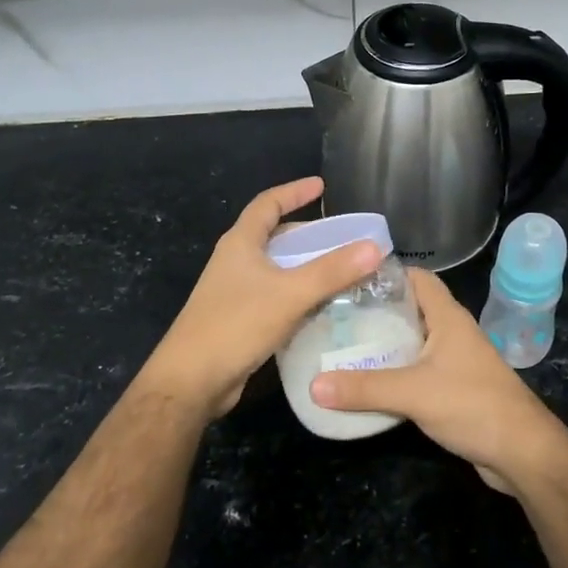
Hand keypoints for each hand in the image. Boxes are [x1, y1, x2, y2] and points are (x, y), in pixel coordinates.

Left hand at [141, 177, 383, 421]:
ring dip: (305, 266)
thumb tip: (374, 246)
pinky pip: (275, 296)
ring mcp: (235, 291)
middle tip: (341, 238)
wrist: (192, 380)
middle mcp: (235, 262)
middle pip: (274, 236)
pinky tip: (321, 307)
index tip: (322, 187)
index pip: (267, 203)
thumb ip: (332, 271)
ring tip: (340, 270)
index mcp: (240, 243)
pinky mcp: (239, 319)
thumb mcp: (289, 294)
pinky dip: (298, 294)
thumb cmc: (235, 325)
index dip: (294, 192)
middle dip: (307, 233)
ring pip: (276, 268)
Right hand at [312, 269, 567, 494]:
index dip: (386, 273)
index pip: (417, 278)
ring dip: (385, 344)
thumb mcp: (413, 393)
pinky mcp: (455, 388)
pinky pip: (418, 370)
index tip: (348, 279)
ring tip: (343, 346)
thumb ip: (364, 388)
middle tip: (335, 316)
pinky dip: (395, 372)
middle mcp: (452, 332)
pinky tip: (369, 383)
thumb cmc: (472, 405)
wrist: (522, 452)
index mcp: (448, 317)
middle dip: (376, 311)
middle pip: (411, 309)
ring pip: (414, 341)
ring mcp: (456, 361)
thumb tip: (313, 385)